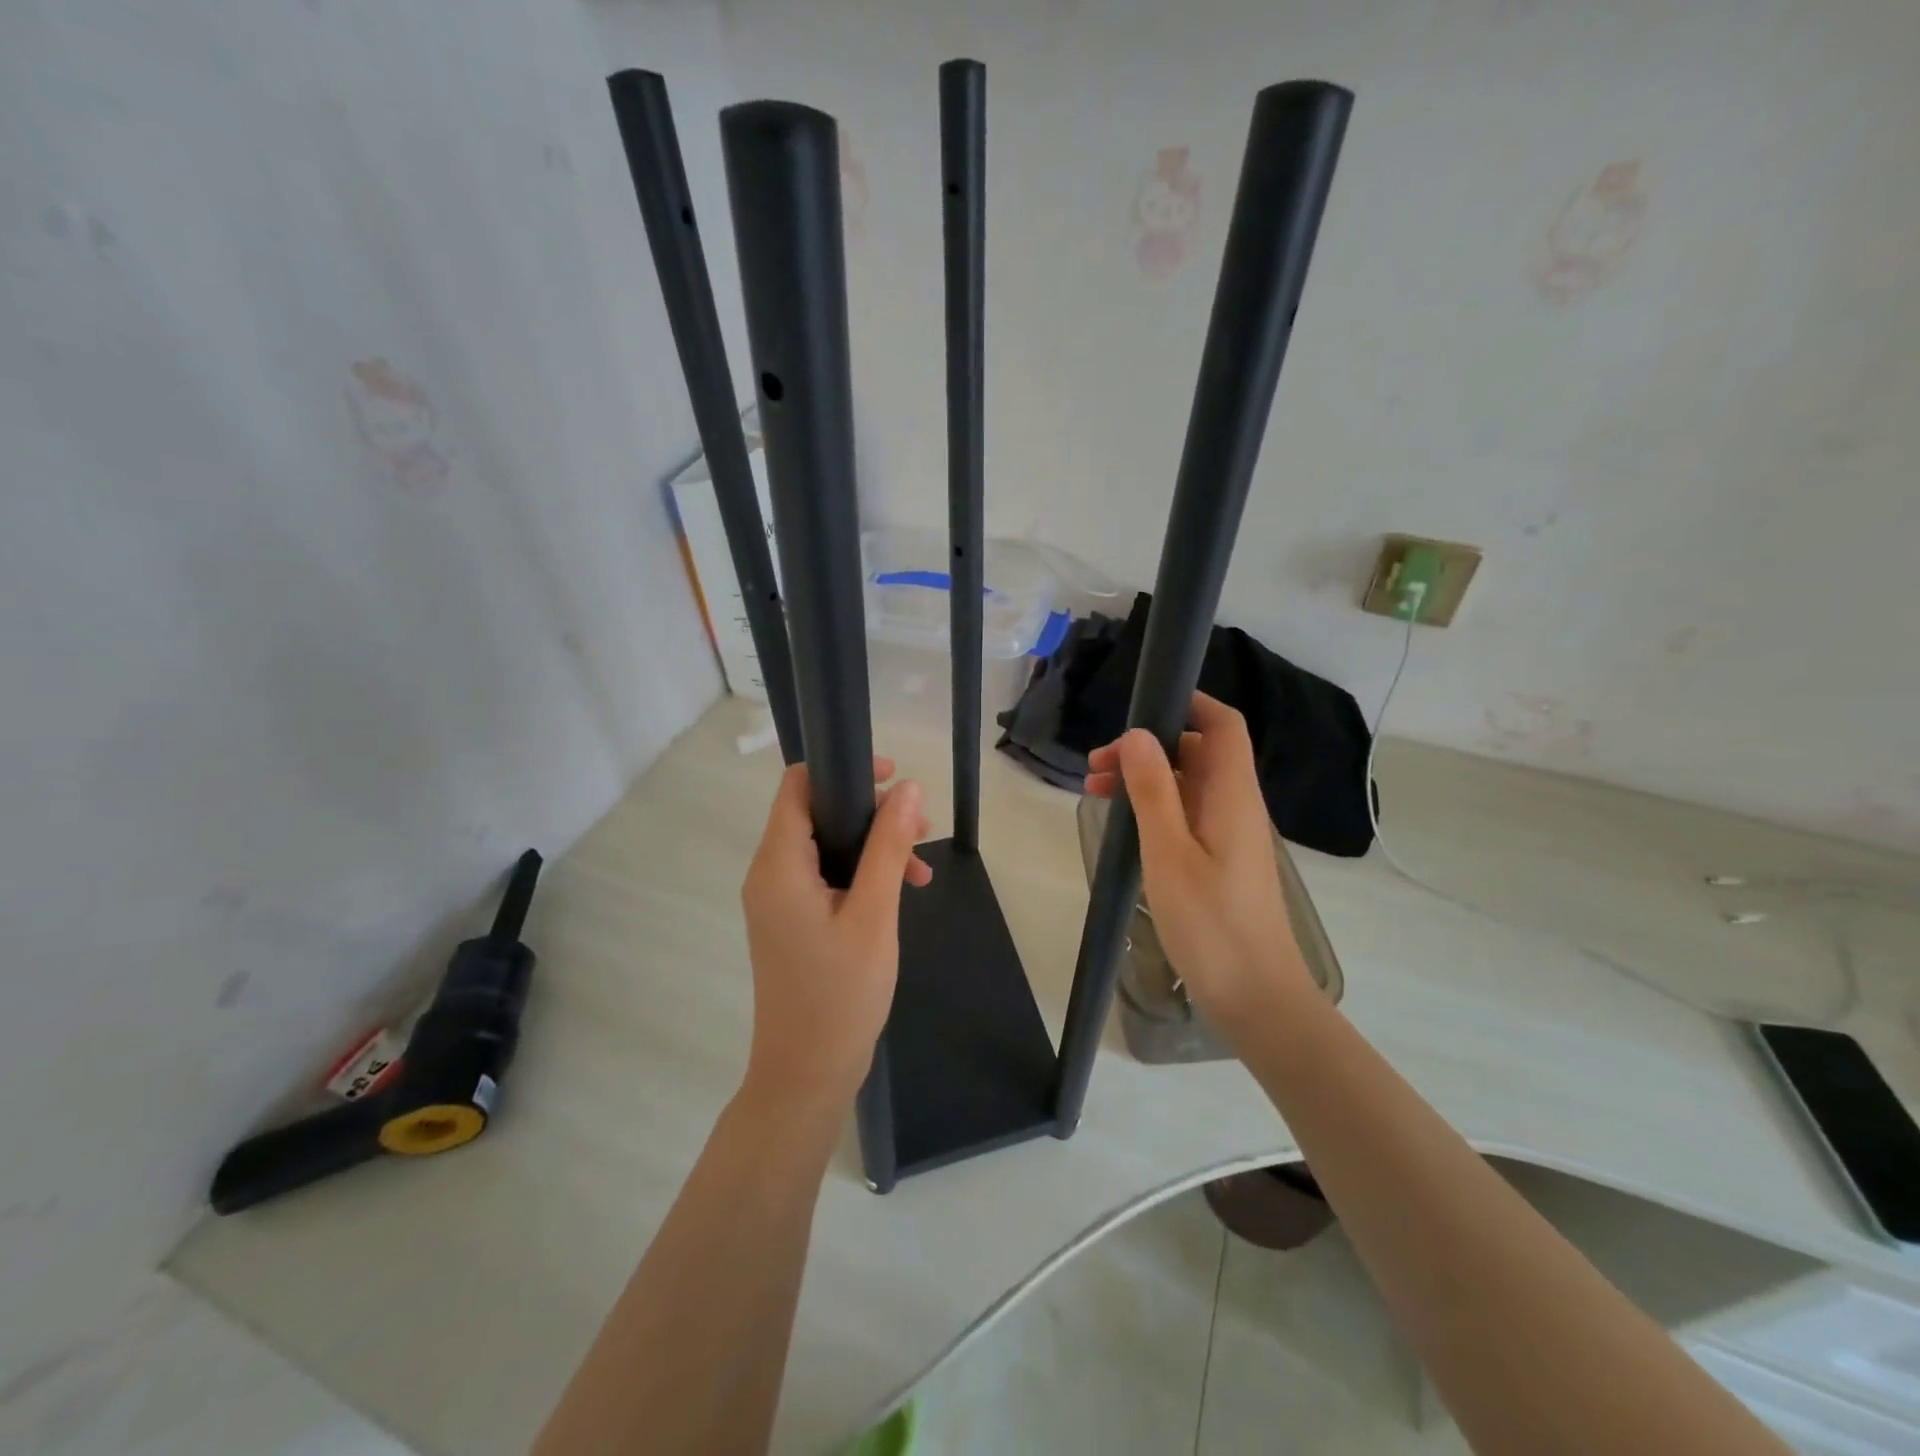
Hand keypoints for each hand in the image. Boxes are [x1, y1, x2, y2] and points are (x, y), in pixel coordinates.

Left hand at [739, 757, 930, 1112]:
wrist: (806, 1075)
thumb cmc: (840, 994)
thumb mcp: (874, 914)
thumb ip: (889, 846)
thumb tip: (907, 787)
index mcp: (778, 865)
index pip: (797, 786)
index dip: (842, 770)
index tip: (891, 777)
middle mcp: (769, 874)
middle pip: (816, 813)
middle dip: (870, 811)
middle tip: (920, 826)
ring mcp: (778, 899)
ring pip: (826, 846)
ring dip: (873, 845)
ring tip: (921, 865)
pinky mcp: (792, 920)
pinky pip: (826, 876)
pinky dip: (862, 874)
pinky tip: (902, 890)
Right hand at [1085, 693, 1312, 1038]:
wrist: (1256, 997)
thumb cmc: (1211, 924)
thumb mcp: (1169, 853)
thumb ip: (1152, 791)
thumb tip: (1138, 734)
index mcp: (1231, 795)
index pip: (1223, 725)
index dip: (1188, 705)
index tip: (1140, 709)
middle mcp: (1236, 806)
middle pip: (1196, 753)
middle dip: (1147, 747)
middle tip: (1096, 767)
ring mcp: (1230, 835)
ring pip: (1187, 786)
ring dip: (1145, 780)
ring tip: (1096, 792)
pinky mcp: (1221, 861)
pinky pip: (1187, 816)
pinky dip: (1155, 809)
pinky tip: (1123, 826)